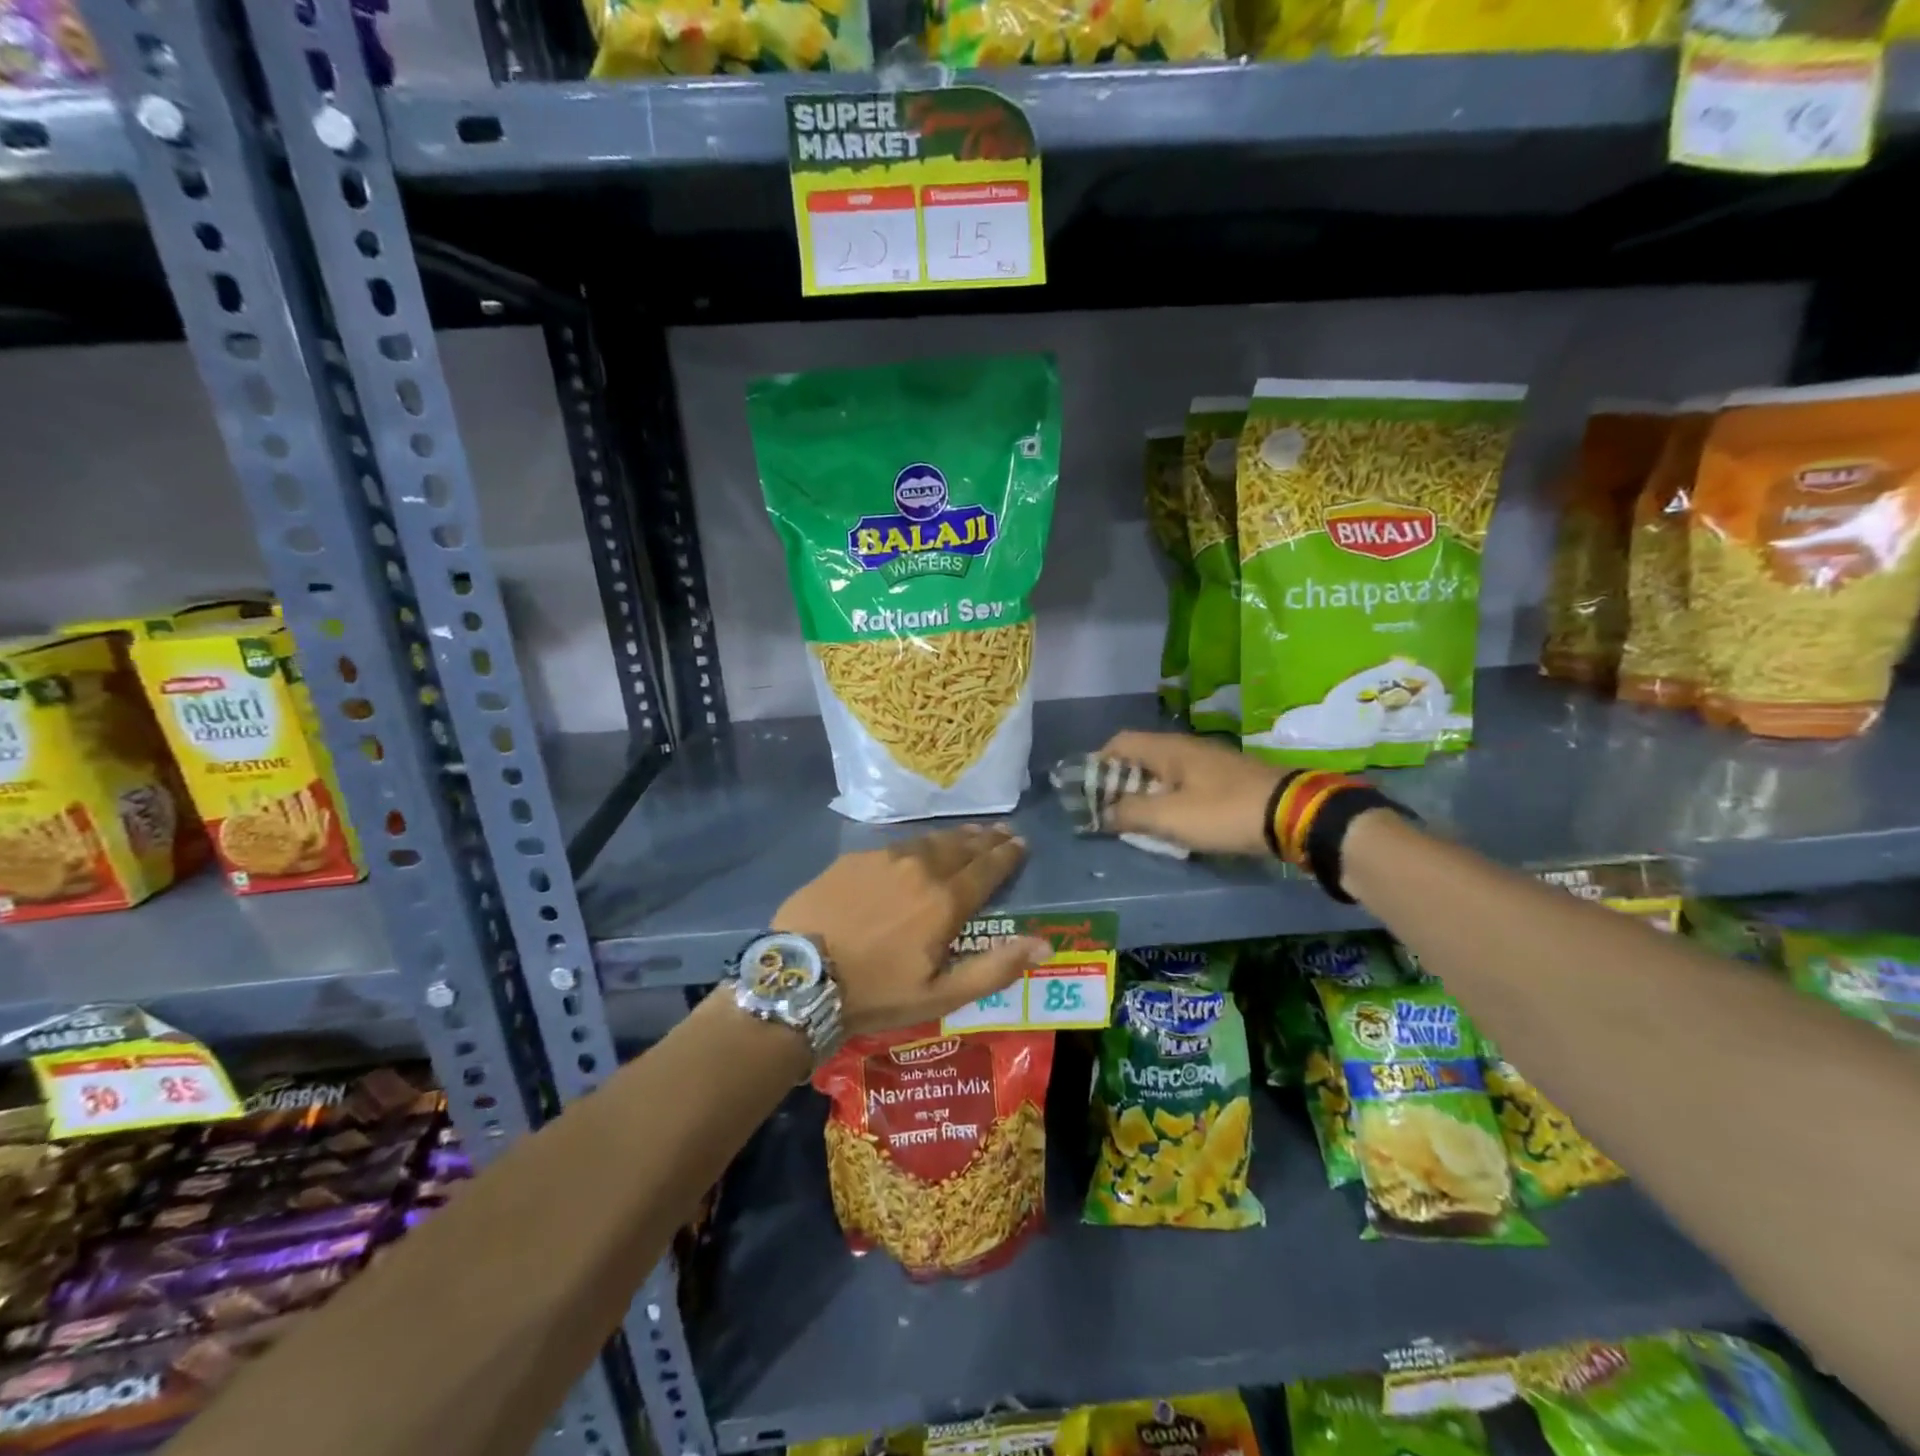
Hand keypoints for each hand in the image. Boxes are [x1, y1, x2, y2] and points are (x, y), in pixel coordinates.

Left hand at [774, 823, 1051, 1037]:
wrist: (801, 976)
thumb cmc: (876, 993)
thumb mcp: (941, 994)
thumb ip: (995, 968)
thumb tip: (1044, 944)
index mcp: (945, 900)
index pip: (987, 868)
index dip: (1007, 855)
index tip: (1021, 843)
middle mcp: (920, 868)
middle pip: (961, 846)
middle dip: (985, 839)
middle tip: (1001, 832)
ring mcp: (884, 858)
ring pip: (929, 840)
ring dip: (954, 837)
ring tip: (969, 833)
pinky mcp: (854, 858)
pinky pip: (896, 844)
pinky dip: (918, 843)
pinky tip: (917, 848)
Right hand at [1097, 731, 1285, 856]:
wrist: (1294, 815)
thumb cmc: (1223, 812)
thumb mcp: (1169, 817)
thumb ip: (1130, 813)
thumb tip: (1102, 813)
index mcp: (1167, 749)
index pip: (1119, 742)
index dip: (1098, 764)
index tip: (1088, 792)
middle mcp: (1185, 748)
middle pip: (1140, 757)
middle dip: (1120, 783)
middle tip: (1110, 812)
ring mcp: (1209, 763)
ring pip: (1164, 772)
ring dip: (1146, 794)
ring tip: (1138, 822)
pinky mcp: (1227, 780)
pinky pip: (1186, 784)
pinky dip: (1170, 800)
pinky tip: (1174, 822)